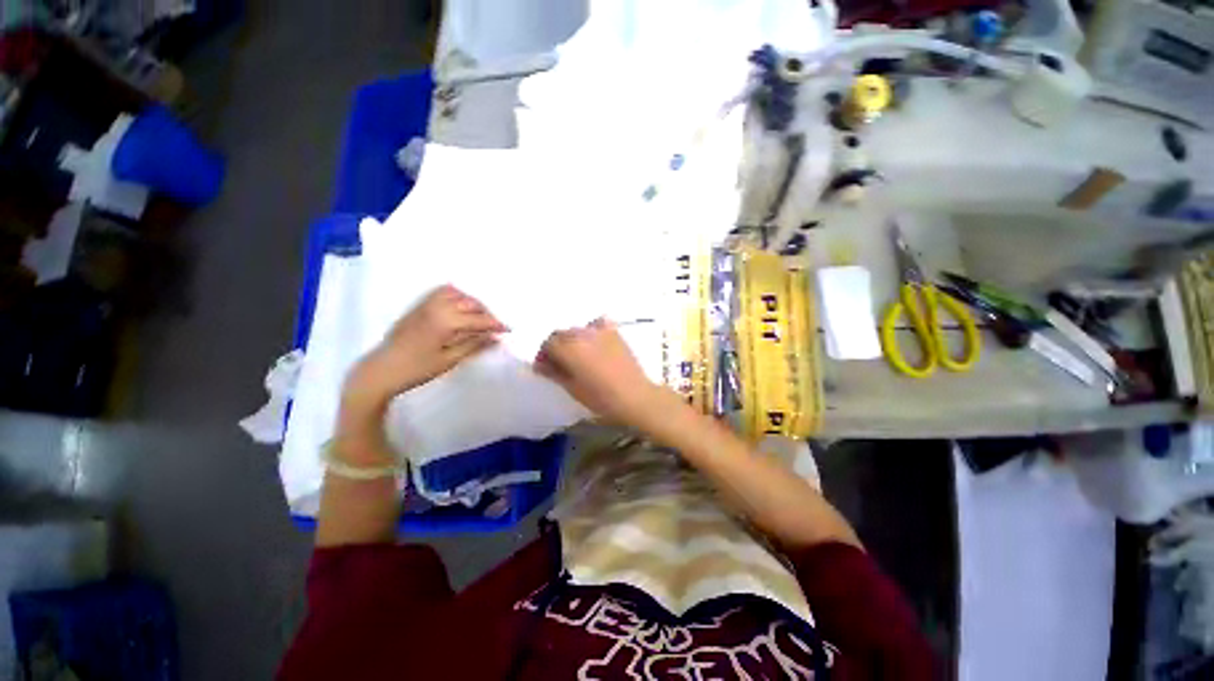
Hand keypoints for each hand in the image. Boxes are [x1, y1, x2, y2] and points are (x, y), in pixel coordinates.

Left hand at [343, 285, 506, 413]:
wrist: (380, 370)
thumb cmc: (417, 369)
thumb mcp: (450, 360)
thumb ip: (475, 345)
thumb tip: (496, 338)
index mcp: (446, 321)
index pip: (479, 319)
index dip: (496, 325)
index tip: (508, 331)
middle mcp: (437, 307)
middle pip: (470, 303)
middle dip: (486, 313)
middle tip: (494, 327)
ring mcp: (426, 304)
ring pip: (457, 294)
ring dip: (472, 303)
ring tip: (479, 317)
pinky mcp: (418, 306)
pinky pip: (442, 292)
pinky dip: (456, 296)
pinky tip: (460, 308)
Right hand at [535, 318, 670, 428]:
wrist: (634, 396)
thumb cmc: (601, 398)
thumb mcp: (572, 388)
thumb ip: (554, 372)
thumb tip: (540, 364)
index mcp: (569, 348)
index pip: (548, 343)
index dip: (544, 355)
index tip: (544, 367)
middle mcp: (582, 334)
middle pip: (561, 334)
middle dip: (556, 346)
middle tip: (558, 363)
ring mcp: (600, 331)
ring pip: (577, 330)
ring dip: (571, 339)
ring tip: (576, 355)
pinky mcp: (614, 332)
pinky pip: (597, 324)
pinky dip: (591, 329)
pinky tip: (593, 342)